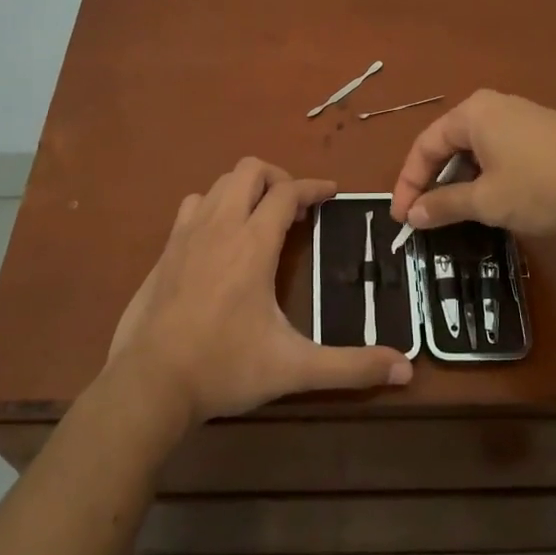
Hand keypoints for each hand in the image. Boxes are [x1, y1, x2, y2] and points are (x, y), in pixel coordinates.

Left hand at [108, 158, 412, 425]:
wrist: (149, 384)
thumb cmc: (225, 367)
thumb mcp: (295, 368)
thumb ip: (351, 367)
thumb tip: (406, 370)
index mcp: (253, 243)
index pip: (288, 191)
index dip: (314, 187)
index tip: (332, 193)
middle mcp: (220, 226)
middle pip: (249, 170)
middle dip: (278, 178)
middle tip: (296, 208)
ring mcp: (186, 235)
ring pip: (218, 184)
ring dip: (244, 190)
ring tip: (261, 218)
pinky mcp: (165, 251)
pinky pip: (192, 206)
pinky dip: (214, 207)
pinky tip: (221, 239)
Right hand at [390, 90, 555, 235]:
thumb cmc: (541, 185)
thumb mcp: (487, 200)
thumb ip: (445, 205)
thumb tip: (413, 214)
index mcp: (472, 114)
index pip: (425, 146)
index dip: (408, 183)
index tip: (401, 217)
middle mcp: (491, 107)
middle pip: (448, 145)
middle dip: (433, 182)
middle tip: (423, 217)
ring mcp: (518, 116)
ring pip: (473, 150)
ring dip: (459, 182)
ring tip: (454, 213)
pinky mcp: (539, 131)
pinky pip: (497, 151)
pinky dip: (484, 175)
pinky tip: (490, 200)